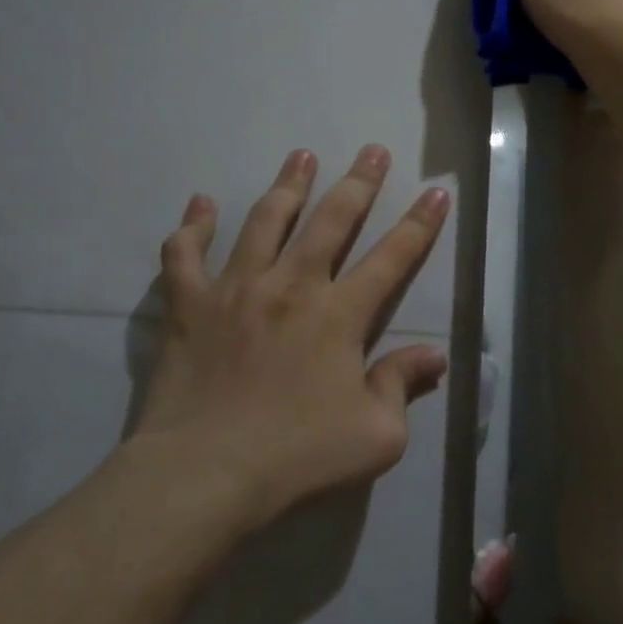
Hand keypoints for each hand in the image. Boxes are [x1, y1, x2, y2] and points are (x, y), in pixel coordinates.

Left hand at [135, 145, 450, 524]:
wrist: (204, 473)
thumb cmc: (296, 456)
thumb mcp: (375, 434)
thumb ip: (402, 385)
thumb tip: (435, 356)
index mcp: (339, 315)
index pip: (392, 257)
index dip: (419, 224)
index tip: (436, 191)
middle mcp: (292, 286)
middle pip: (332, 220)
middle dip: (358, 182)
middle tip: (372, 151)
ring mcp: (237, 289)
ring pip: (265, 221)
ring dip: (288, 185)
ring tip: (301, 155)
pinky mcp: (190, 304)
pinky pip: (186, 254)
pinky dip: (192, 226)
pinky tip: (200, 204)